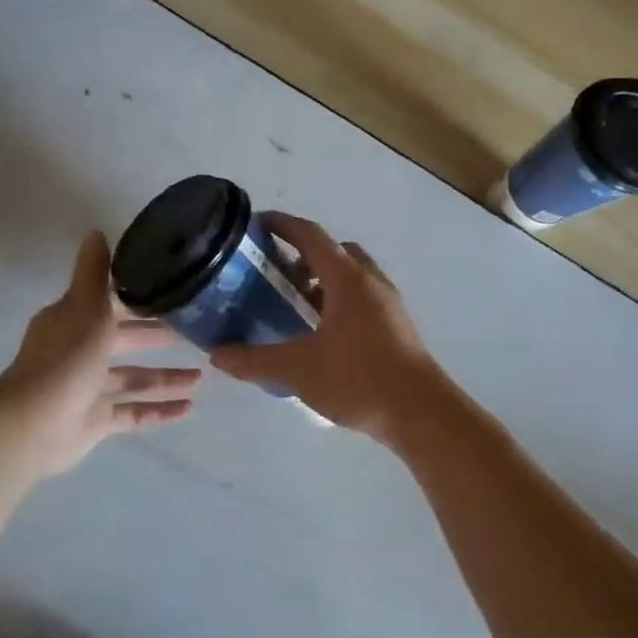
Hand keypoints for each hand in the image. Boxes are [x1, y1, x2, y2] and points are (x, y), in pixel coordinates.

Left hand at [0, 232, 199, 477]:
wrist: (34, 425)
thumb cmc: (66, 360)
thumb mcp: (86, 307)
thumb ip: (95, 273)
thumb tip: (96, 232)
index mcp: (75, 322)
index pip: (113, 305)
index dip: (142, 299)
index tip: (176, 292)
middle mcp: (81, 353)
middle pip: (127, 341)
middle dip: (159, 337)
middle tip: (197, 333)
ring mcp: (89, 389)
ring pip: (134, 379)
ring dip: (166, 377)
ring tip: (202, 376)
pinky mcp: (96, 421)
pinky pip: (134, 413)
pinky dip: (160, 411)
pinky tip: (189, 408)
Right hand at [210, 212, 453, 442]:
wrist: (420, 412)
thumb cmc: (358, 379)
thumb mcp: (298, 369)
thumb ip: (254, 360)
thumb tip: (217, 355)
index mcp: (347, 278)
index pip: (310, 235)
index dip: (281, 225)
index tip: (255, 224)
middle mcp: (370, 281)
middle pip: (334, 252)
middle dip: (302, 257)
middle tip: (273, 276)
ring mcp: (388, 303)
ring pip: (351, 277)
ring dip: (322, 282)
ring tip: (294, 308)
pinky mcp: (396, 326)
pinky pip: (362, 299)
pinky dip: (338, 302)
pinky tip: (321, 336)